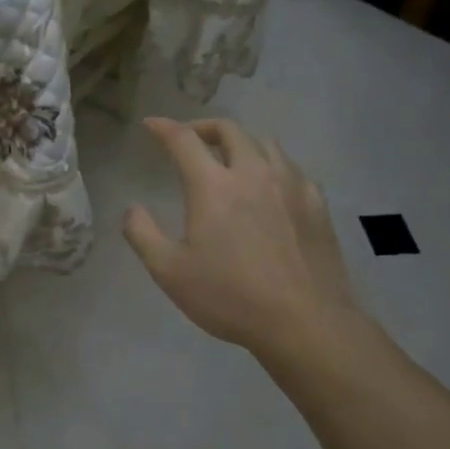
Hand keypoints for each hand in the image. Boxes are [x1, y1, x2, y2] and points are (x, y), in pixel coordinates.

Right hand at [123, 117, 385, 374]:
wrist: (306, 322)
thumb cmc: (230, 297)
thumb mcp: (169, 271)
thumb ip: (142, 234)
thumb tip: (133, 208)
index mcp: (213, 185)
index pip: (184, 139)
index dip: (163, 127)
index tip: (151, 125)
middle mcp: (253, 173)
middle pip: (229, 130)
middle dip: (203, 127)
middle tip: (189, 139)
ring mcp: (290, 185)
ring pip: (264, 144)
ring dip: (240, 143)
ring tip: (229, 160)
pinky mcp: (316, 204)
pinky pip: (291, 168)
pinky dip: (271, 166)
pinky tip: (269, 187)